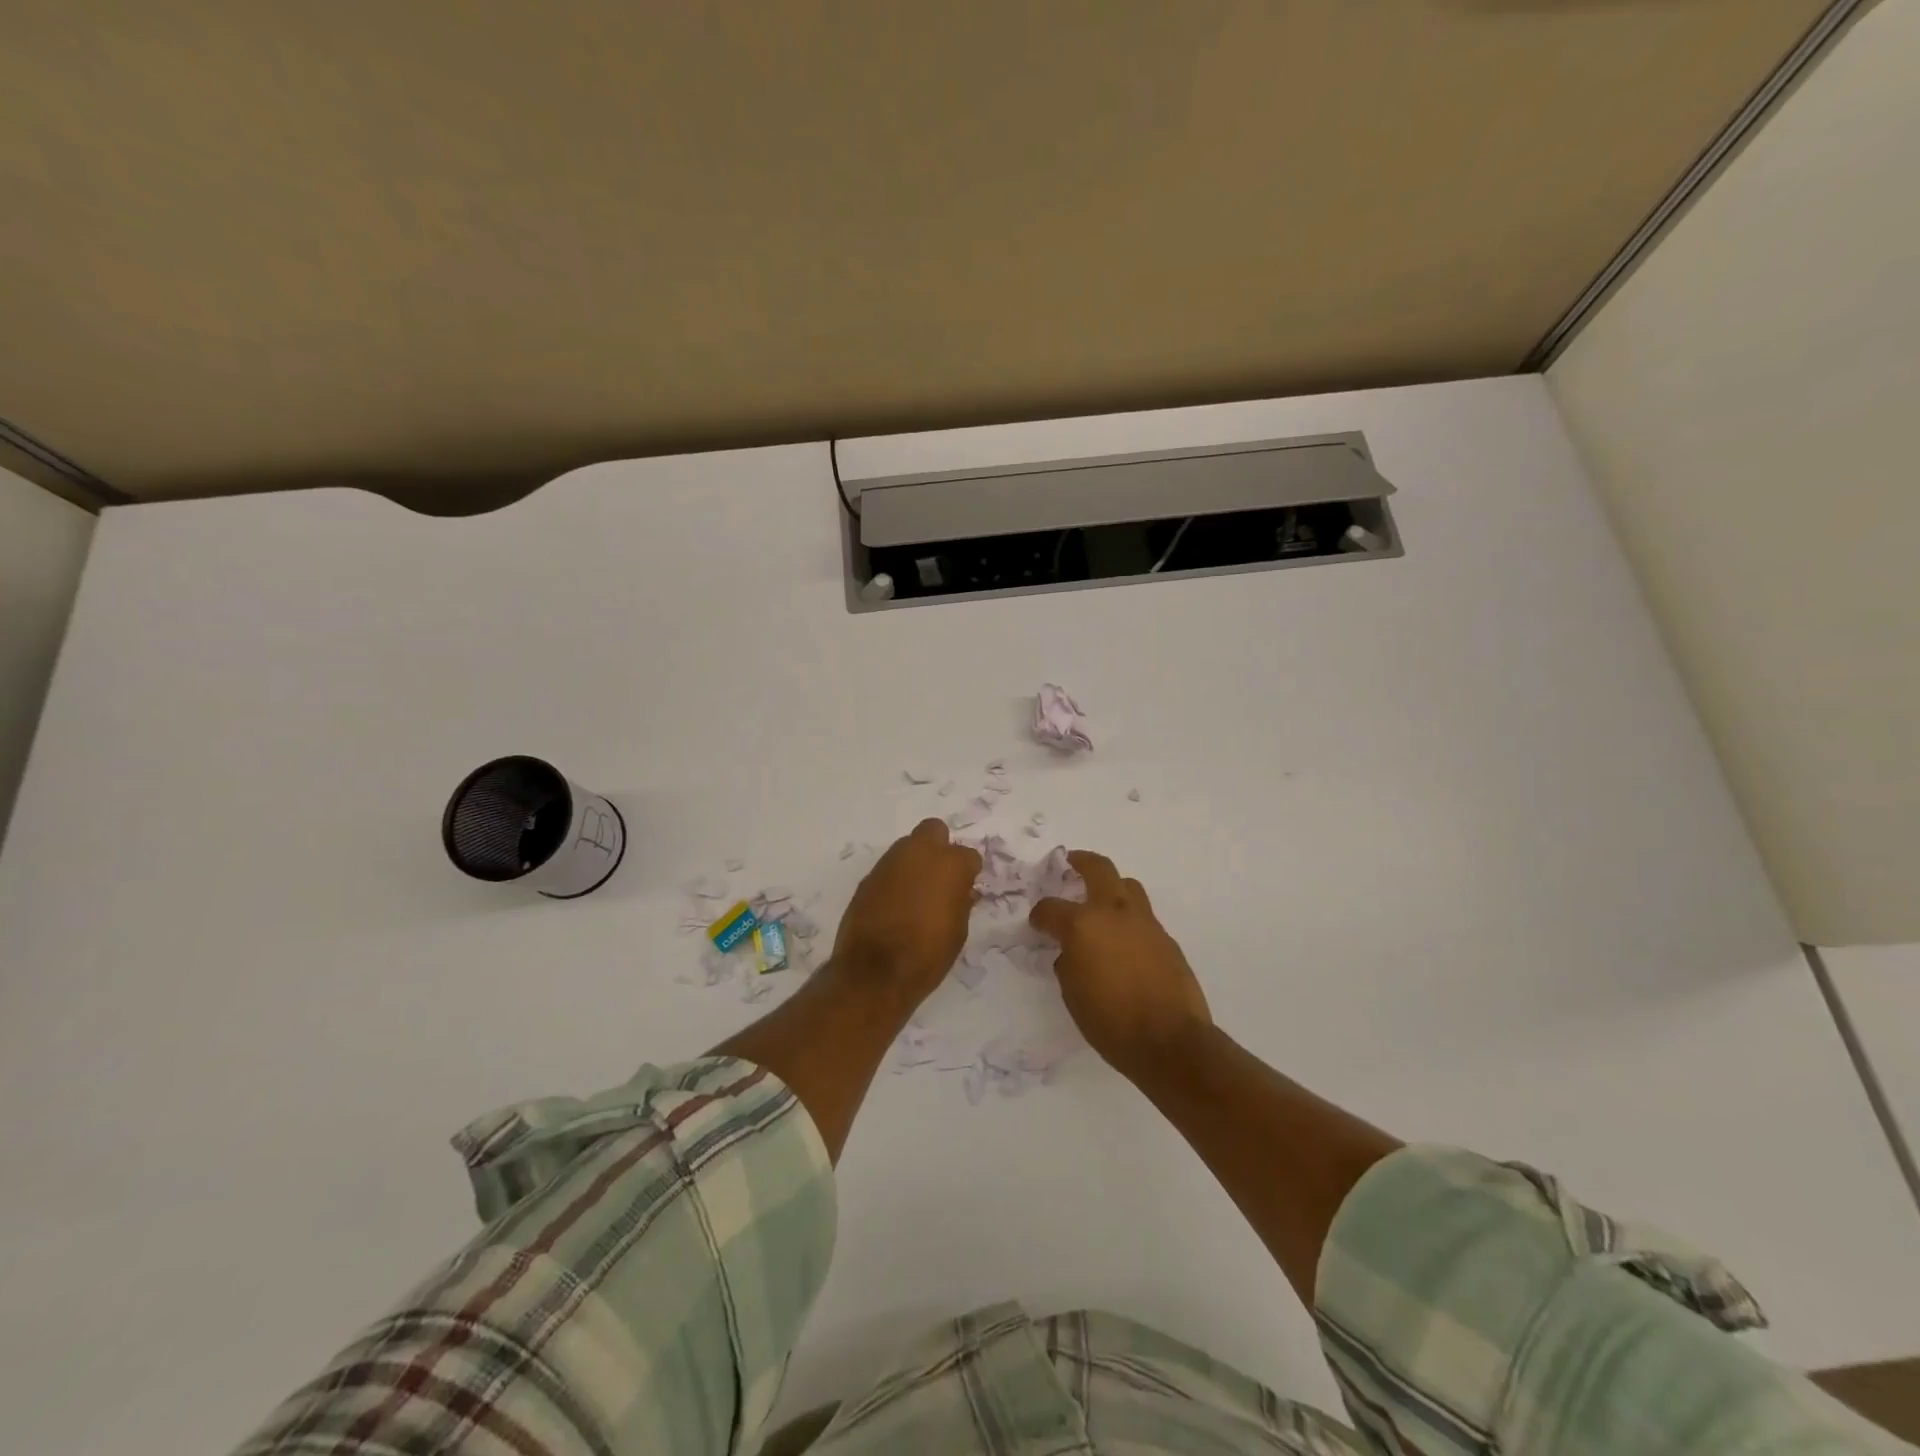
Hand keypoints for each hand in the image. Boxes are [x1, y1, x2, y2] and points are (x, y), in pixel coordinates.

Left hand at [830, 819, 981, 1011]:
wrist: (874, 973)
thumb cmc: (927, 955)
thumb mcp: (958, 932)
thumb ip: (961, 903)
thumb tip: (962, 891)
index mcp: (950, 864)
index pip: (969, 856)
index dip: (968, 873)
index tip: (965, 890)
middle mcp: (920, 853)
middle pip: (934, 830)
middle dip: (940, 848)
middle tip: (941, 878)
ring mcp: (890, 862)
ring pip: (908, 846)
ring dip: (915, 862)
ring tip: (916, 893)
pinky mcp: (868, 877)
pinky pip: (889, 868)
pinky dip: (895, 879)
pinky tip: (895, 904)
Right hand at [1029, 851, 1210, 1077]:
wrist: (1169, 1040)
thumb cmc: (1110, 1022)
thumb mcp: (1073, 995)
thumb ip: (1068, 964)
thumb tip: (1072, 953)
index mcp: (1082, 925)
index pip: (1051, 908)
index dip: (1040, 915)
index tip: (1038, 922)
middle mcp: (1113, 913)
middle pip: (1099, 869)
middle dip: (1082, 862)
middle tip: (1072, 862)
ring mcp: (1144, 923)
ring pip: (1127, 886)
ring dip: (1112, 886)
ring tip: (1102, 900)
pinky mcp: (1166, 938)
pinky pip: (1143, 917)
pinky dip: (1129, 919)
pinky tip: (1125, 941)